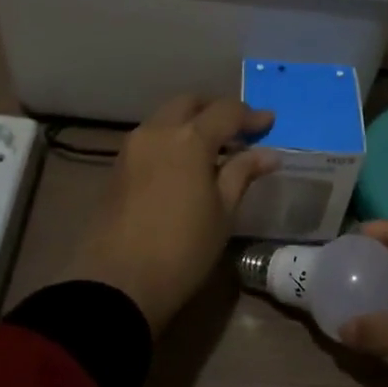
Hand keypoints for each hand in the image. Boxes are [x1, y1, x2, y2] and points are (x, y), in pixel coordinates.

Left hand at [65, 95, 279, 334]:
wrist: (118, 282)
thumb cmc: (183, 248)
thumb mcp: (223, 212)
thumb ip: (242, 174)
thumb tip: (267, 154)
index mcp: (189, 138)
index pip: (226, 111)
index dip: (251, 115)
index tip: (269, 123)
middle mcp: (157, 131)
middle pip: (190, 103)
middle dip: (216, 110)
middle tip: (239, 131)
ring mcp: (132, 147)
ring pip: (166, 118)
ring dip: (191, 123)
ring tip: (214, 150)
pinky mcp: (118, 166)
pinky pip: (151, 138)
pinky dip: (172, 139)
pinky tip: (186, 164)